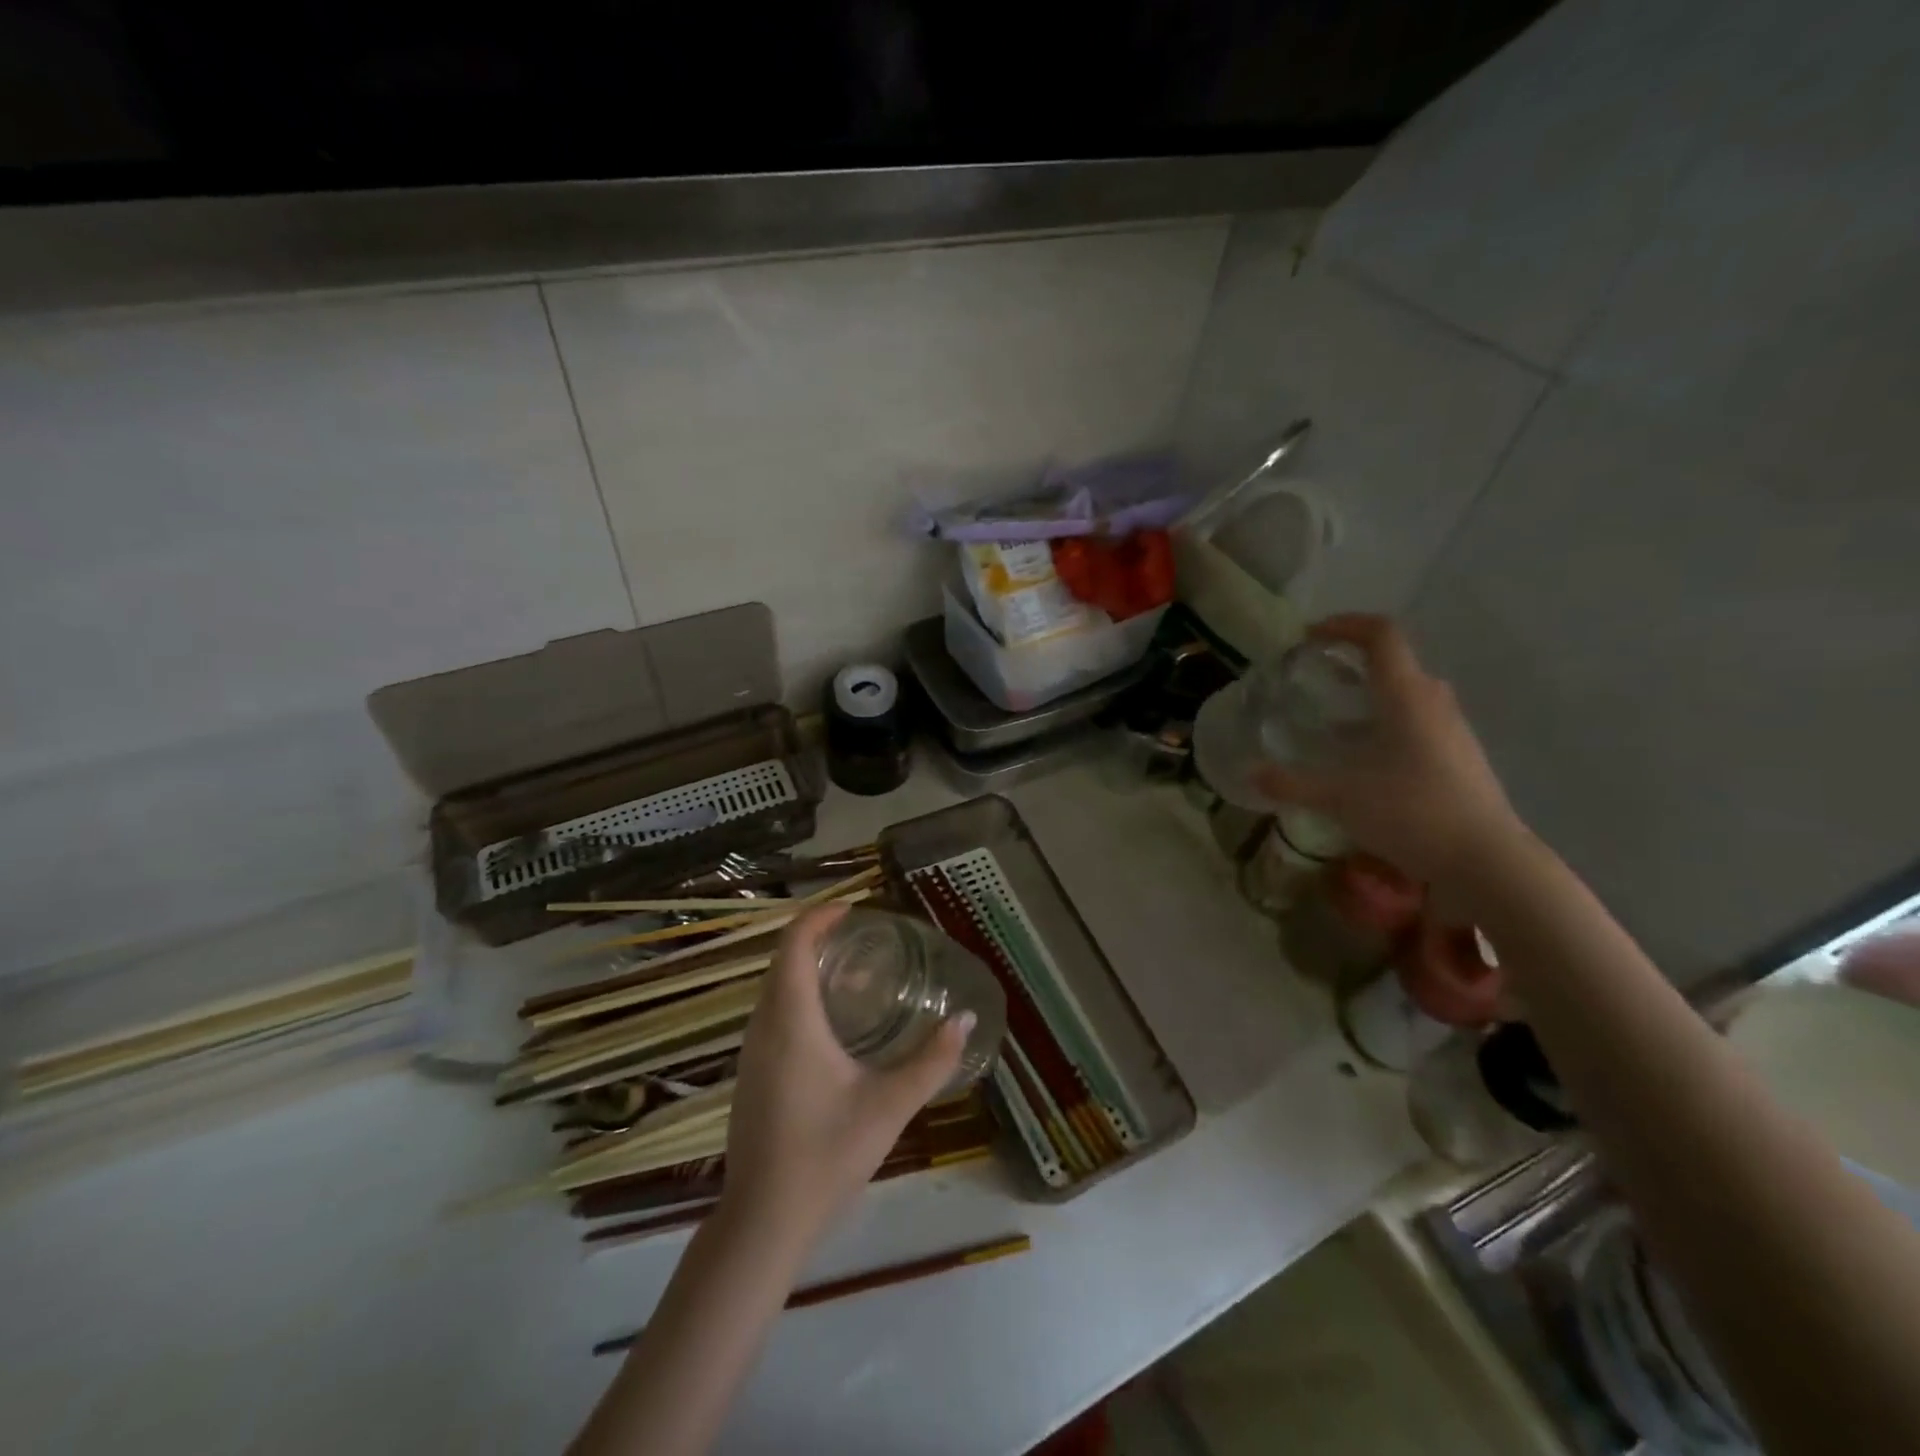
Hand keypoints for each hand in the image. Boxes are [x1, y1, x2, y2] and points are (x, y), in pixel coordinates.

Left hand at [721, 904, 968, 1244]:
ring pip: (775, 989)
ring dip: (809, 970)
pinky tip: (833, 1027)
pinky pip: (772, 1014)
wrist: (763, 1221)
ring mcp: (751, 1052)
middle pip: (783, 960)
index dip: (820, 916)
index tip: (856, 911)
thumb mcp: (889, 1106)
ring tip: (856, 976)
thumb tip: (966, 1019)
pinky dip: (799, 998)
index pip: (795, 943)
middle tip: (866, 940)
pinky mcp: (750, 1074)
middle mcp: (763, 1026)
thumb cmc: (826, 1154)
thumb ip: (932, 1061)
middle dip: (820, 939)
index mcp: (791, 1020)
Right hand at [1255, 614, 1521, 886]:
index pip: (1381, 636)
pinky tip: (1364, 758)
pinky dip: (1386, 721)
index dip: (1345, 625)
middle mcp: (1434, 702)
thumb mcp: (1340, 797)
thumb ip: (1291, 783)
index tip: (1310, 636)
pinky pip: (1418, 721)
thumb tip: (1250, 774)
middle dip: (1353, 660)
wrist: (1486, 860)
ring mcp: (1452, 730)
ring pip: (1408, 693)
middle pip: (1396, 661)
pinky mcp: (1459, 756)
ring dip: (1370, 694)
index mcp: (1407, 696)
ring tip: (1334, 720)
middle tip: (1316, 678)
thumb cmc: (1411, 812)